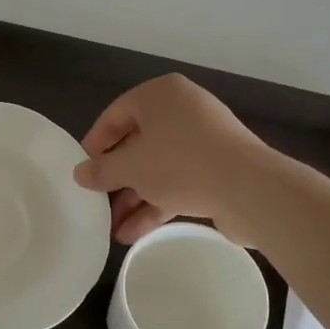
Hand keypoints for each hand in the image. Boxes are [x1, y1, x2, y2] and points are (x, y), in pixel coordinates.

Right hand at [73, 74, 280, 243]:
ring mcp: (202, 141)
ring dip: (133, 197)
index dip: (95, 143)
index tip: (83, 170)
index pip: (116, 113)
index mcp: (160, 95)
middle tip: (97, 200)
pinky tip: (132, 233)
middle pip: (137, 143)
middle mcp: (182, 111)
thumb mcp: (130, 167)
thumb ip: (101, 170)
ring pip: (157, 167)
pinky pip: (177, 182)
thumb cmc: (180, 163)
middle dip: (116, 178)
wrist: (249, 189)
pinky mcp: (217, 169)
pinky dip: (155, 203)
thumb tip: (79, 173)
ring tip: (111, 227)